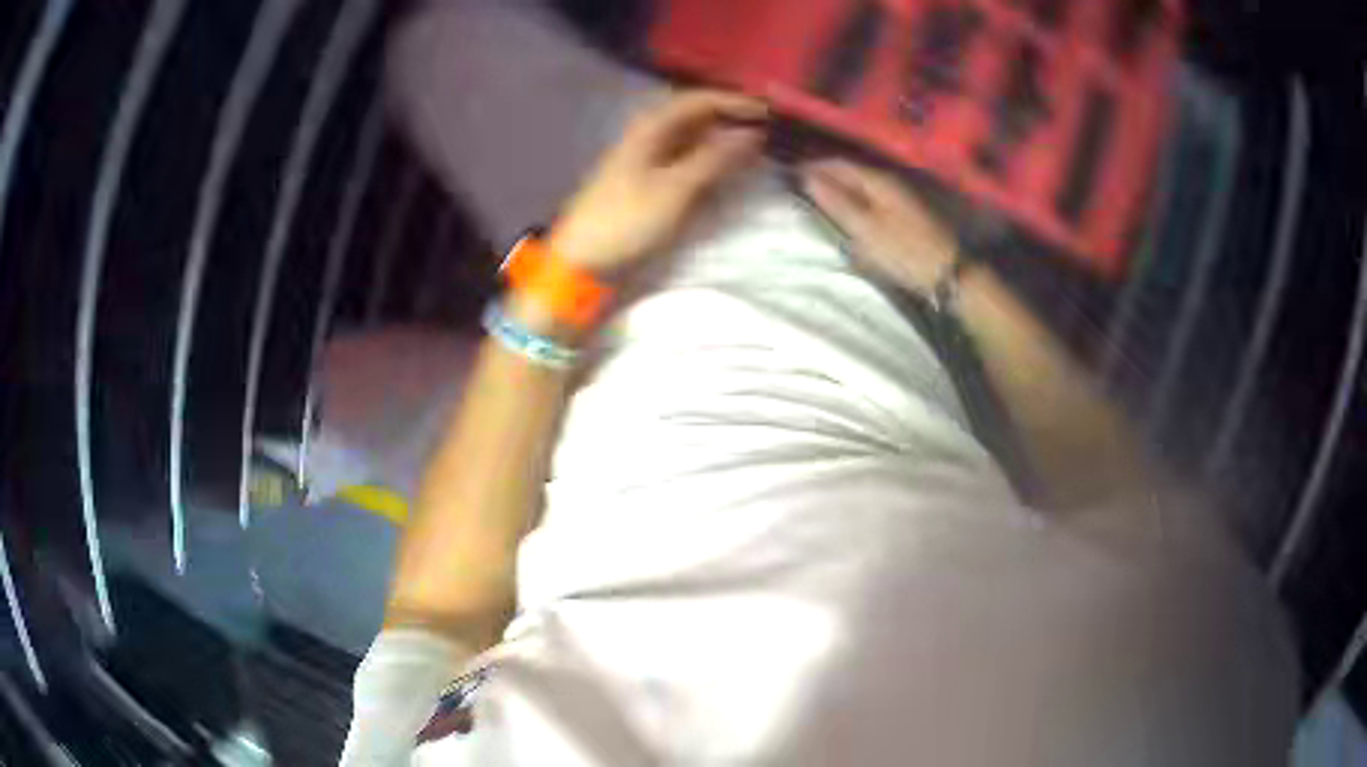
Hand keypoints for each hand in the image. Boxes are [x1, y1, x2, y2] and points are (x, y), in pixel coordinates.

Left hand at [549, 90, 767, 273]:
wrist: (584, 260)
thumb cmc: (627, 219)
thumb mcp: (676, 187)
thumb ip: (715, 158)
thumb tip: (752, 133)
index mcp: (651, 127)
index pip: (699, 100)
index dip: (734, 102)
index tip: (769, 112)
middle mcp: (649, 136)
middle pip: (696, 118)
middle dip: (731, 120)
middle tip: (768, 131)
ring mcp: (648, 159)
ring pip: (693, 140)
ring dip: (723, 143)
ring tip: (757, 151)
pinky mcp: (649, 184)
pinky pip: (687, 163)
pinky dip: (709, 164)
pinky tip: (728, 173)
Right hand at [799, 159, 958, 294]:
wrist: (947, 272)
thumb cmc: (904, 251)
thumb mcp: (866, 229)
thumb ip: (837, 203)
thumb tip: (808, 178)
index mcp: (877, 180)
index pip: (839, 164)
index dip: (814, 167)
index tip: (791, 177)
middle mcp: (888, 181)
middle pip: (851, 172)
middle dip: (826, 178)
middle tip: (802, 191)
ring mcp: (898, 196)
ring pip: (861, 186)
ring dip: (840, 190)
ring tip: (819, 203)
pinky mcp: (904, 213)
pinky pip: (871, 198)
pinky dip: (854, 202)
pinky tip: (847, 215)